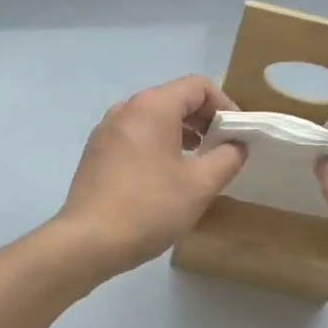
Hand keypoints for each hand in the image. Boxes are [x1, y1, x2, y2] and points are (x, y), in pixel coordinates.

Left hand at [52, 75, 246, 279]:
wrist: (89, 241)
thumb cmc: (150, 207)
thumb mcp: (201, 184)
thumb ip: (228, 158)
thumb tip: (237, 145)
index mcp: (152, 106)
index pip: (198, 86)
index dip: (225, 105)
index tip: (238, 134)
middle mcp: (126, 109)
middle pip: (174, 99)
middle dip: (203, 120)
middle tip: (222, 149)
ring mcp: (105, 131)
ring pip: (152, 120)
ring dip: (180, 134)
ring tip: (197, 164)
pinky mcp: (95, 154)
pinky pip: (134, 138)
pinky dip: (156, 146)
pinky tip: (164, 178)